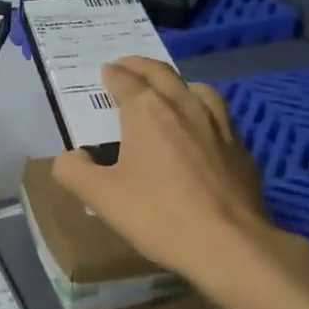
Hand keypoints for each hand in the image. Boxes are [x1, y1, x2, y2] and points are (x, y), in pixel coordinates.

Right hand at [51, 56, 308, 294]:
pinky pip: (217, 114)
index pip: (125, 81)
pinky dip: (201, 108)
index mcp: (147, 111)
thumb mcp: (101, 198)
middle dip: (140, 66)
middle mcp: (184, 106)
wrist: (227, 243)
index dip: (113, 74)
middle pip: (161, 73)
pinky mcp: (239, 146)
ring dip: (175, 82)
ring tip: (166, 91)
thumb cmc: (158, 215)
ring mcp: (218, 124)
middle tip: (127, 66)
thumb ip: (75, 172)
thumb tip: (69, 157)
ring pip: (195, 88)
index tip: (105, 72)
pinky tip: (200, 128)